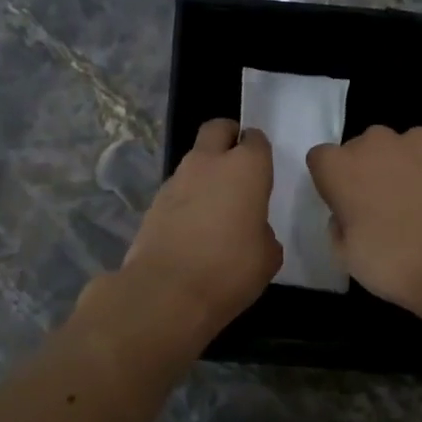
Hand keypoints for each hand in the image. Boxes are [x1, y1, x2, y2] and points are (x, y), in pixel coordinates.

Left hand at [118, 118, 280, 339]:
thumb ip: (264, 232)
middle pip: (217, 129)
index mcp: (245, 169)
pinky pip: (177, 191)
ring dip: (205, 174)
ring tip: (214, 209)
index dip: (259, 151)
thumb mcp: (268, 256)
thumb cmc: (230, 269)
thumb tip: (253, 230)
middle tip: (237, 165)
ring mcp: (175, 181)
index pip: (255, 140)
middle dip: (228, 138)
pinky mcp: (153, 203)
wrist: (167, 292)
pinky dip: (186, 201)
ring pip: (194, 161)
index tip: (263, 169)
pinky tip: (192, 230)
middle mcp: (208, 164)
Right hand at [306, 125, 421, 314]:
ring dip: (410, 166)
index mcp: (340, 167)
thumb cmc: (394, 264)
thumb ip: (339, 224)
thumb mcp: (346, 256)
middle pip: (366, 147)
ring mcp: (421, 138)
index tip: (346, 204)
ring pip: (407, 146)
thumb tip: (349, 212)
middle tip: (388, 206)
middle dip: (372, 169)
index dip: (333, 181)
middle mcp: (377, 141)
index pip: (322, 159)